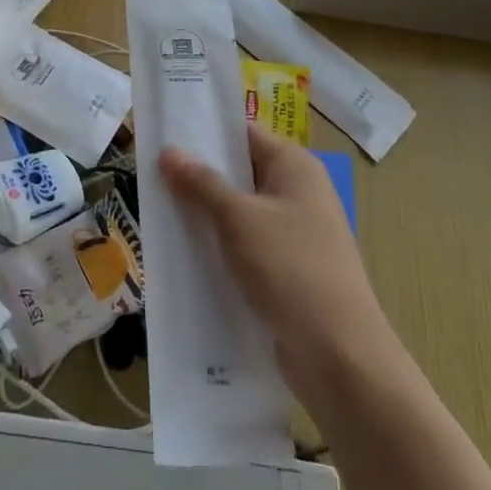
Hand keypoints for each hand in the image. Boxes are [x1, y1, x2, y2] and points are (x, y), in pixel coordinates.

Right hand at [162, 125, 396, 400]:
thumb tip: (169, 151)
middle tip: (150, 177)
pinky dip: (221, 247)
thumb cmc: (289, 269)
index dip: (204, 133)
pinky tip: (187, 256)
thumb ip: (201, 183)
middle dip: (198, 177)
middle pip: (240, 173)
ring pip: (241, 213)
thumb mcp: (238, 219)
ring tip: (159, 214)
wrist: (340, 356)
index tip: (163, 136)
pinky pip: (248, 246)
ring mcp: (297, 233)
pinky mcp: (290, 270)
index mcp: (295, 166)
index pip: (243, 134)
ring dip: (206, 215)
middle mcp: (299, 192)